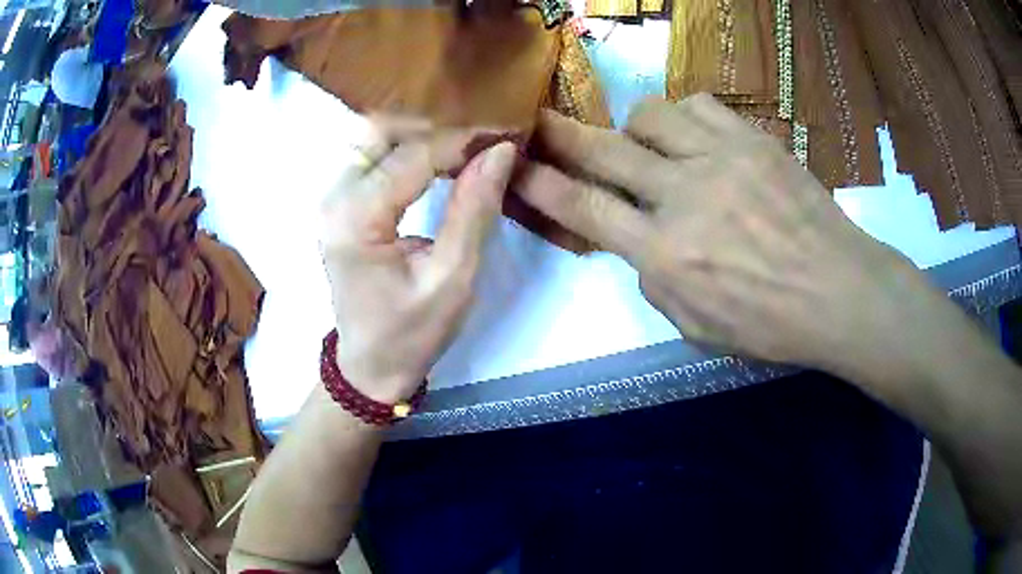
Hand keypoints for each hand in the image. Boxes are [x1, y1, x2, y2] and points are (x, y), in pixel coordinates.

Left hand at [320, 120, 516, 402]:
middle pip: (379, 130)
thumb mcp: (452, 279)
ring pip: (372, 136)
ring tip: (462, 146)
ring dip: (418, 133)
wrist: (370, 366)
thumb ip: (474, 209)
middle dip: (434, 126)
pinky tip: (436, 158)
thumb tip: (500, 151)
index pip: (412, 156)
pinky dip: (405, 148)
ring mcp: (330, 198)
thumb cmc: (412, 333)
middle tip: (480, 140)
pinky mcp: (338, 204)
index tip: (505, 136)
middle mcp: (333, 198)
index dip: (461, 141)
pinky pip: (370, 156)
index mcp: (355, 219)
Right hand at [516, 95, 946, 382]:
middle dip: (560, 134)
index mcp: (667, 255)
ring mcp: (721, 159)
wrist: (840, 291)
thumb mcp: (698, 328)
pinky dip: (685, 117)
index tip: (513, 165)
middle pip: (604, 150)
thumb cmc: (771, 324)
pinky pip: (699, 105)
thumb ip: (656, 282)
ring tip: (649, 145)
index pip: (584, 209)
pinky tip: (695, 137)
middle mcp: (684, 196)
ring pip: (650, 114)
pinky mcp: (752, 140)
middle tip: (537, 121)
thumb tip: (638, 244)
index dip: (540, 184)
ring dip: (636, 128)